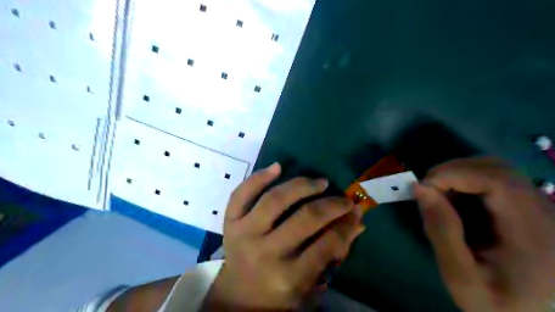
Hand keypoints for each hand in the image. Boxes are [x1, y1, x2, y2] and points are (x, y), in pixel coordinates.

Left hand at [203, 163, 364, 308]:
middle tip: (343, 198)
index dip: (346, 224)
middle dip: (330, 205)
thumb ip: (334, 253)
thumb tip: (357, 222)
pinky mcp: (230, 221)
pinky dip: (259, 177)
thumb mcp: (310, 283)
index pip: (326, 245)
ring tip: (320, 182)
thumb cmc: (278, 292)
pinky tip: (278, 167)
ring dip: (301, 186)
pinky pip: (242, 194)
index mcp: (289, 277)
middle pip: (304, 219)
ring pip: (275, 200)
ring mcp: (244, 233)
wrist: (238, 295)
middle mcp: (266, 253)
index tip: (356, 210)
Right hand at [414, 159, 554, 311]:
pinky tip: (456, 202)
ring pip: (496, 170)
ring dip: (459, 175)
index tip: (423, 188)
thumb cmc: (497, 303)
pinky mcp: (531, 207)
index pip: (497, 180)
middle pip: (497, 168)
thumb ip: (441, 231)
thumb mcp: (461, 277)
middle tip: (427, 191)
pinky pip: (496, 180)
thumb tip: (419, 188)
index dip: (454, 174)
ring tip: (439, 197)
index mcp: (534, 234)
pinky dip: (468, 183)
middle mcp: (546, 213)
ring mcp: (542, 208)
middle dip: (453, 171)